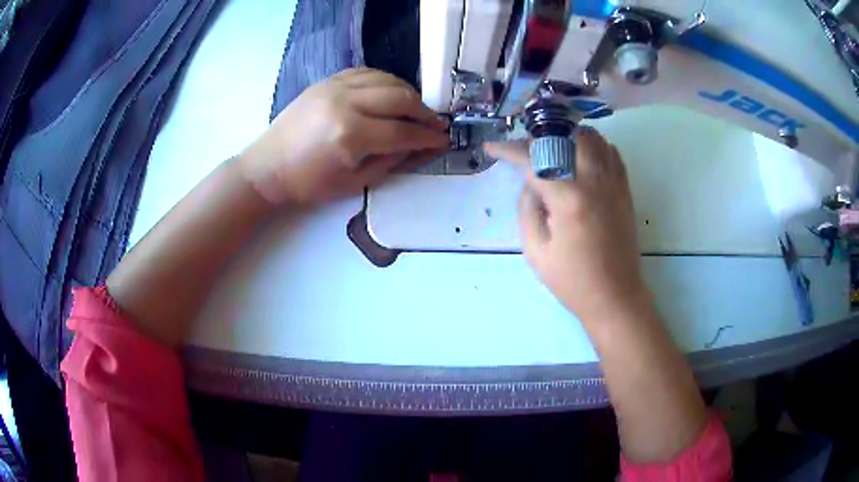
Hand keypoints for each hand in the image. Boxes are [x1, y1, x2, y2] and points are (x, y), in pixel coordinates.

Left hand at [240, 68, 449, 204]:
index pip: (403, 132)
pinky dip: (385, 81)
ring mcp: (335, 87)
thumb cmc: (309, 183)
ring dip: (408, 93)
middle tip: (436, 124)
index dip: (428, 137)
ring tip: (416, 109)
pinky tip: (391, 93)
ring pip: (387, 80)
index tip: (445, 140)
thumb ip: (391, 161)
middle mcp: (346, 103)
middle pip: (400, 98)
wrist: (268, 166)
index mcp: (351, 135)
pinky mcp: (327, 81)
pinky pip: (367, 72)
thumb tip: (420, 147)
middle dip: (424, 112)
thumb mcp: (354, 182)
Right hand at [485, 128, 647, 319]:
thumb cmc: (573, 280)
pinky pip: (611, 152)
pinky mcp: (625, 189)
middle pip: (565, 138)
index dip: (509, 150)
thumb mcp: (536, 251)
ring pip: (591, 138)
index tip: (492, 148)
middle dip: (539, 137)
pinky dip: (593, 145)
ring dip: (567, 136)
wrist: (615, 296)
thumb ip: (527, 208)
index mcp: (569, 199)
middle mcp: (594, 181)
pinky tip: (581, 157)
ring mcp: (613, 182)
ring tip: (551, 149)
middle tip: (525, 151)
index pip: (534, 160)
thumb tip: (530, 182)